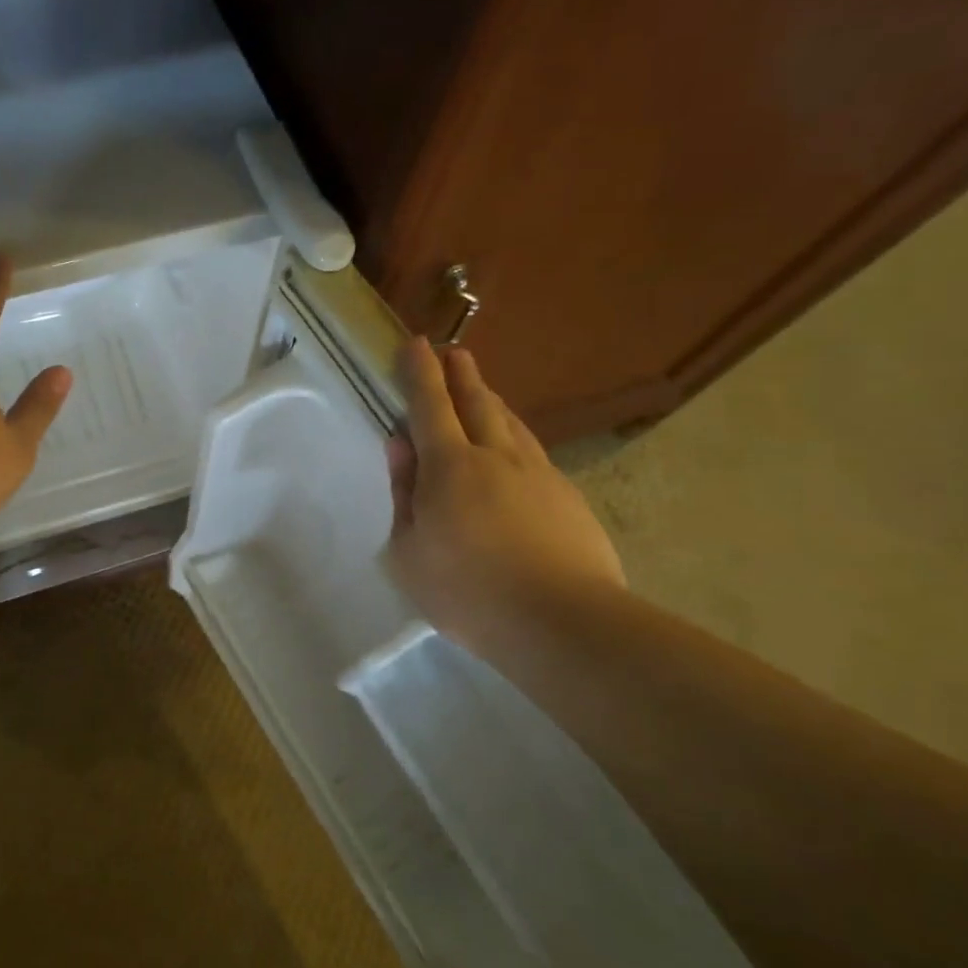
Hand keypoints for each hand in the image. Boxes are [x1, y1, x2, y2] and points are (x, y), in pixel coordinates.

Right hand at [386, 340, 624, 655]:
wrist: (562, 622)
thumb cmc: (466, 590)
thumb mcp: (408, 550)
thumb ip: (403, 492)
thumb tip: (399, 446)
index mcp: (449, 466)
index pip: (429, 406)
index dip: (420, 373)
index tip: (414, 344)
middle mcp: (496, 456)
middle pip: (477, 402)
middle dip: (461, 375)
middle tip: (454, 353)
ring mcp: (539, 474)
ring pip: (511, 423)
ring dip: (491, 400)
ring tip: (481, 390)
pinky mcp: (568, 497)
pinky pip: (533, 451)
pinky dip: (515, 437)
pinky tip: (515, 449)